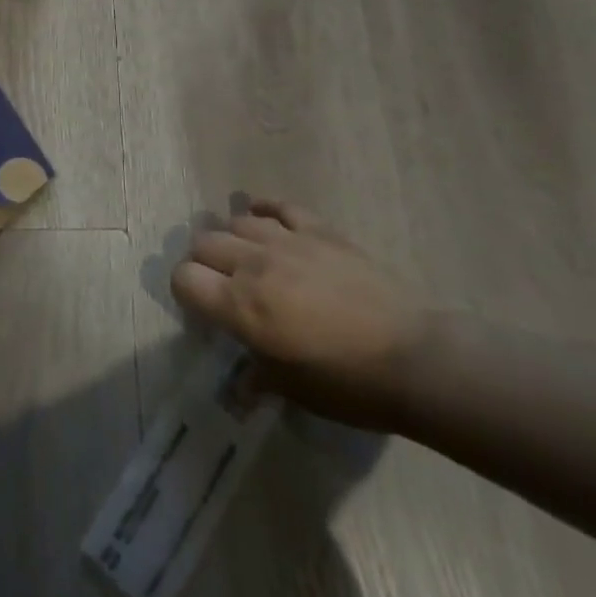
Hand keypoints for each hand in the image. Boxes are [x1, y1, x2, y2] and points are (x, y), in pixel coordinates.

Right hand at [171, 200, 428, 429]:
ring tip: (242, 253)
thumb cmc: (346, 383)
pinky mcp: (319, 230)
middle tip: (218, 281)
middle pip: (204, 243)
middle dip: (202, 261)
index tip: (197, 304)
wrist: (412, 357)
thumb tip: (241, 384)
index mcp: (240, 307)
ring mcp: (287, 241)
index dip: (183, 289)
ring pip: (237, 221)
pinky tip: (262, 216)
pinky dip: (264, 210)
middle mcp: (254, 265)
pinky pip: (280, 207)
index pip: (184, 279)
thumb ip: (256, 375)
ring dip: (232, 237)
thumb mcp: (292, 389)